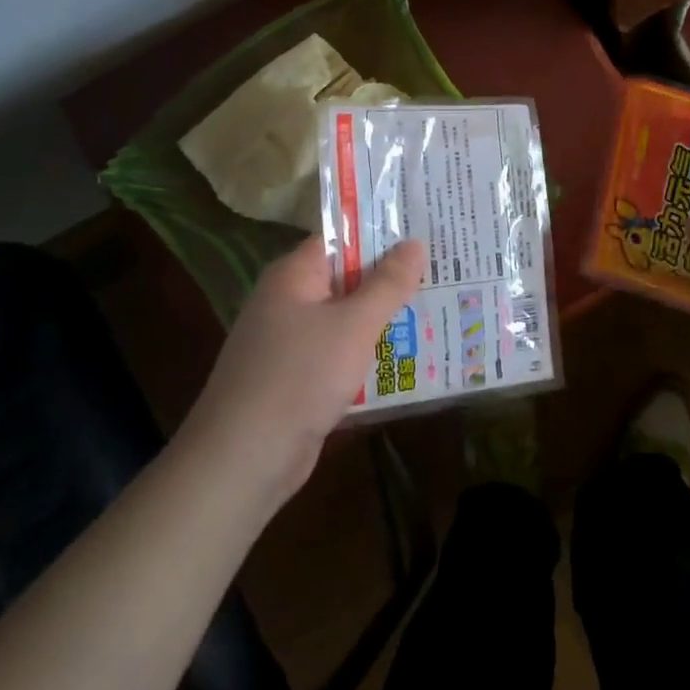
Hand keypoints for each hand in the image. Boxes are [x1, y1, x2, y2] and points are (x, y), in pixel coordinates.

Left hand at [182, 235, 426, 500]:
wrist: (243, 460)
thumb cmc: (298, 377)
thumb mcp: (353, 325)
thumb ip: (387, 284)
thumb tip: (415, 243)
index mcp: (294, 276)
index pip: (341, 238)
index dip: (383, 232)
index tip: (426, 229)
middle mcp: (289, 302)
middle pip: (348, 278)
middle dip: (393, 278)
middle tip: (446, 269)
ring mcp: (291, 342)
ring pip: (348, 319)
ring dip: (385, 318)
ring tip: (440, 308)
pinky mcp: (298, 378)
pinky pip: (342, 353)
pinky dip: (370, 353)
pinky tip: (410, 356)